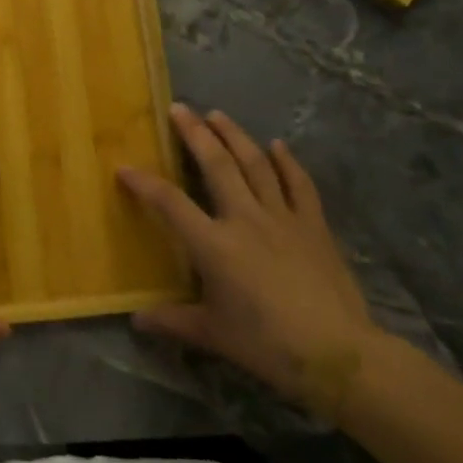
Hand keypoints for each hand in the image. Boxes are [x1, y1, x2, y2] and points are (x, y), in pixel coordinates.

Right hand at [119, 106, 384, 417]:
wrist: (338, 353)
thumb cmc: (266, 344)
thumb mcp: (212, 334)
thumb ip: (172, 321)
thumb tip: (137, 320)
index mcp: (214, 245)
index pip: (170, 204)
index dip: (144, 183)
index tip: (124, 168)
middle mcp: (245, 219)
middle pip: (216, 166)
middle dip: (195, 134)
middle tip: (179, 108)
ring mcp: (282, 218)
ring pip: (256, 165)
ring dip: (235, 136)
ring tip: (218, 114)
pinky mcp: (313, 226)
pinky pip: (299, 184)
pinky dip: (288, 162)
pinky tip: (278, 145)